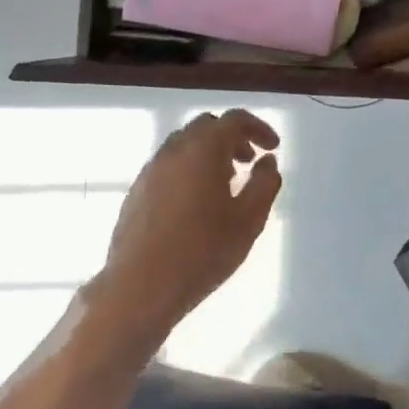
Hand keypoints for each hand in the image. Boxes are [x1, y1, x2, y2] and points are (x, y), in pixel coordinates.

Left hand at [92, 110, 282, 339]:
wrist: (139, 289)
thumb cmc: (202, 252)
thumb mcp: (249, 220)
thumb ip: (265, 183)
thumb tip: (267, 161)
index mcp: (203, 149)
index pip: (234, 120)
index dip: (258, 128)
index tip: (273, 148)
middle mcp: (174, 150)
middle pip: (207, 127)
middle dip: (232, 138)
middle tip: (249, 162)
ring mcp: (150, 170)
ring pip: (184, 145)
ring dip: (208, 154)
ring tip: (224, 185)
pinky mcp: (136, 192)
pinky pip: (168, 166)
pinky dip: (188, 169)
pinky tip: (196, 204)